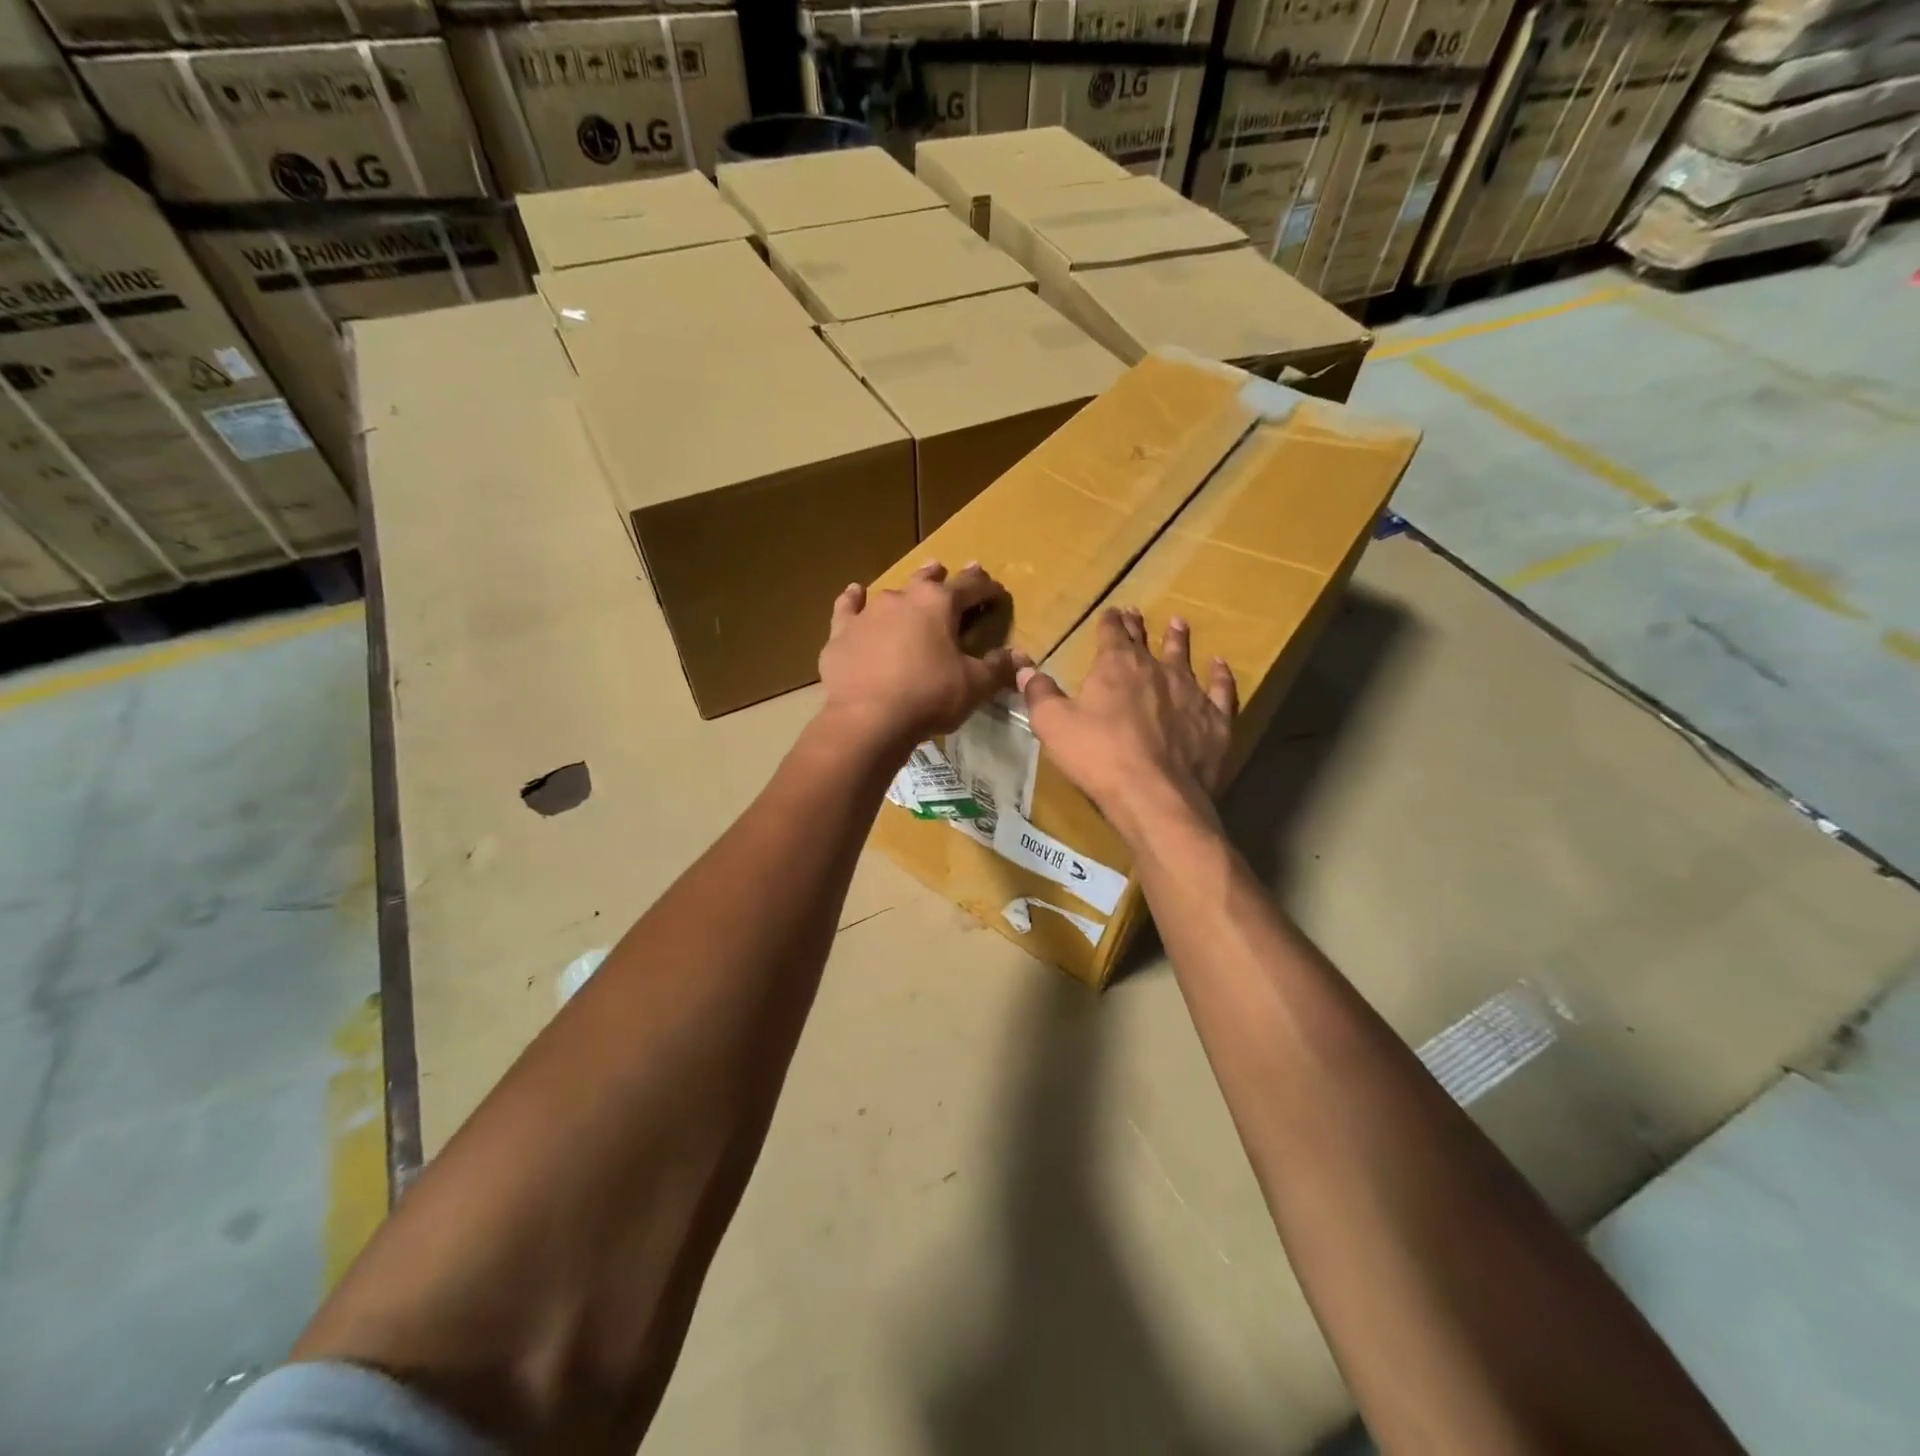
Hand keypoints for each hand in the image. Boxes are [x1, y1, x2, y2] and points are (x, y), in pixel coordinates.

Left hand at [818, 561, 1016, 758]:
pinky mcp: (841, 633)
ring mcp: (869, 613)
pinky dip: (852, 600)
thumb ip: (998, 669)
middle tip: (946, 570)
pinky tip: (854, 593)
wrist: (868, 718)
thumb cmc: (929, 697)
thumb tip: (1019, 658)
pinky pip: (848, 608)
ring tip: (910, 589)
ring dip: (903, 591)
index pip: (970, 587)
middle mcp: (903, 598)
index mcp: (940, 604)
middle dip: (940, 576)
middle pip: (927, 580)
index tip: (995, 591)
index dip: (986, 588)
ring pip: (890, 592)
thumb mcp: (974, 686)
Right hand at [1017, 608, 1236, 842]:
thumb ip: (1040, 693)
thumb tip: (1025, 669)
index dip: (1109, 622)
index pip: (1111, 633)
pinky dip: (1220, 675)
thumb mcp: (1053, 725)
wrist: (1154, 796)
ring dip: (1178, 640)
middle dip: (1137, 626)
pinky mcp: (1215, 720)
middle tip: (1136, 613)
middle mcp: (1156, 669)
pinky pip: (1221, 689)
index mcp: (1116, 666)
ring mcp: (1190, 693)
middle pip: (1145, 641)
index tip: (1110, 612)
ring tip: (1178, 624)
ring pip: (1183, 658)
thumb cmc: (1098, 757)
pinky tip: (1219, 666)